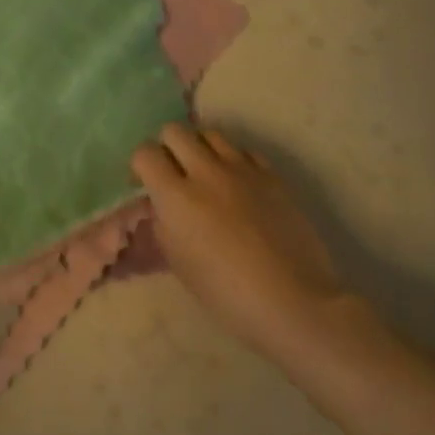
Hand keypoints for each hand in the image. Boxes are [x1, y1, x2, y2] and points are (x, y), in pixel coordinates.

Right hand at [133, 123, 359, 366]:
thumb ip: (163, 223)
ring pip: (210, 134)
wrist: (294, 303)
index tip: (145, 184)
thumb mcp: (179, 263)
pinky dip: (234, 160)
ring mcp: (242, 170)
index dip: (140, 165)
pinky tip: (238, 184)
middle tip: (173, 174)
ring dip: (201, 149)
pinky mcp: (272, 176)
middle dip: (167, 148)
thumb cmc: (227, 294)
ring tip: (206, 174)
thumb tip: (162, 205)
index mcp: (176, 196)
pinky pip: (244, 151)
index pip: (145, 153)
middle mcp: (206, 172)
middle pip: (175, 131)